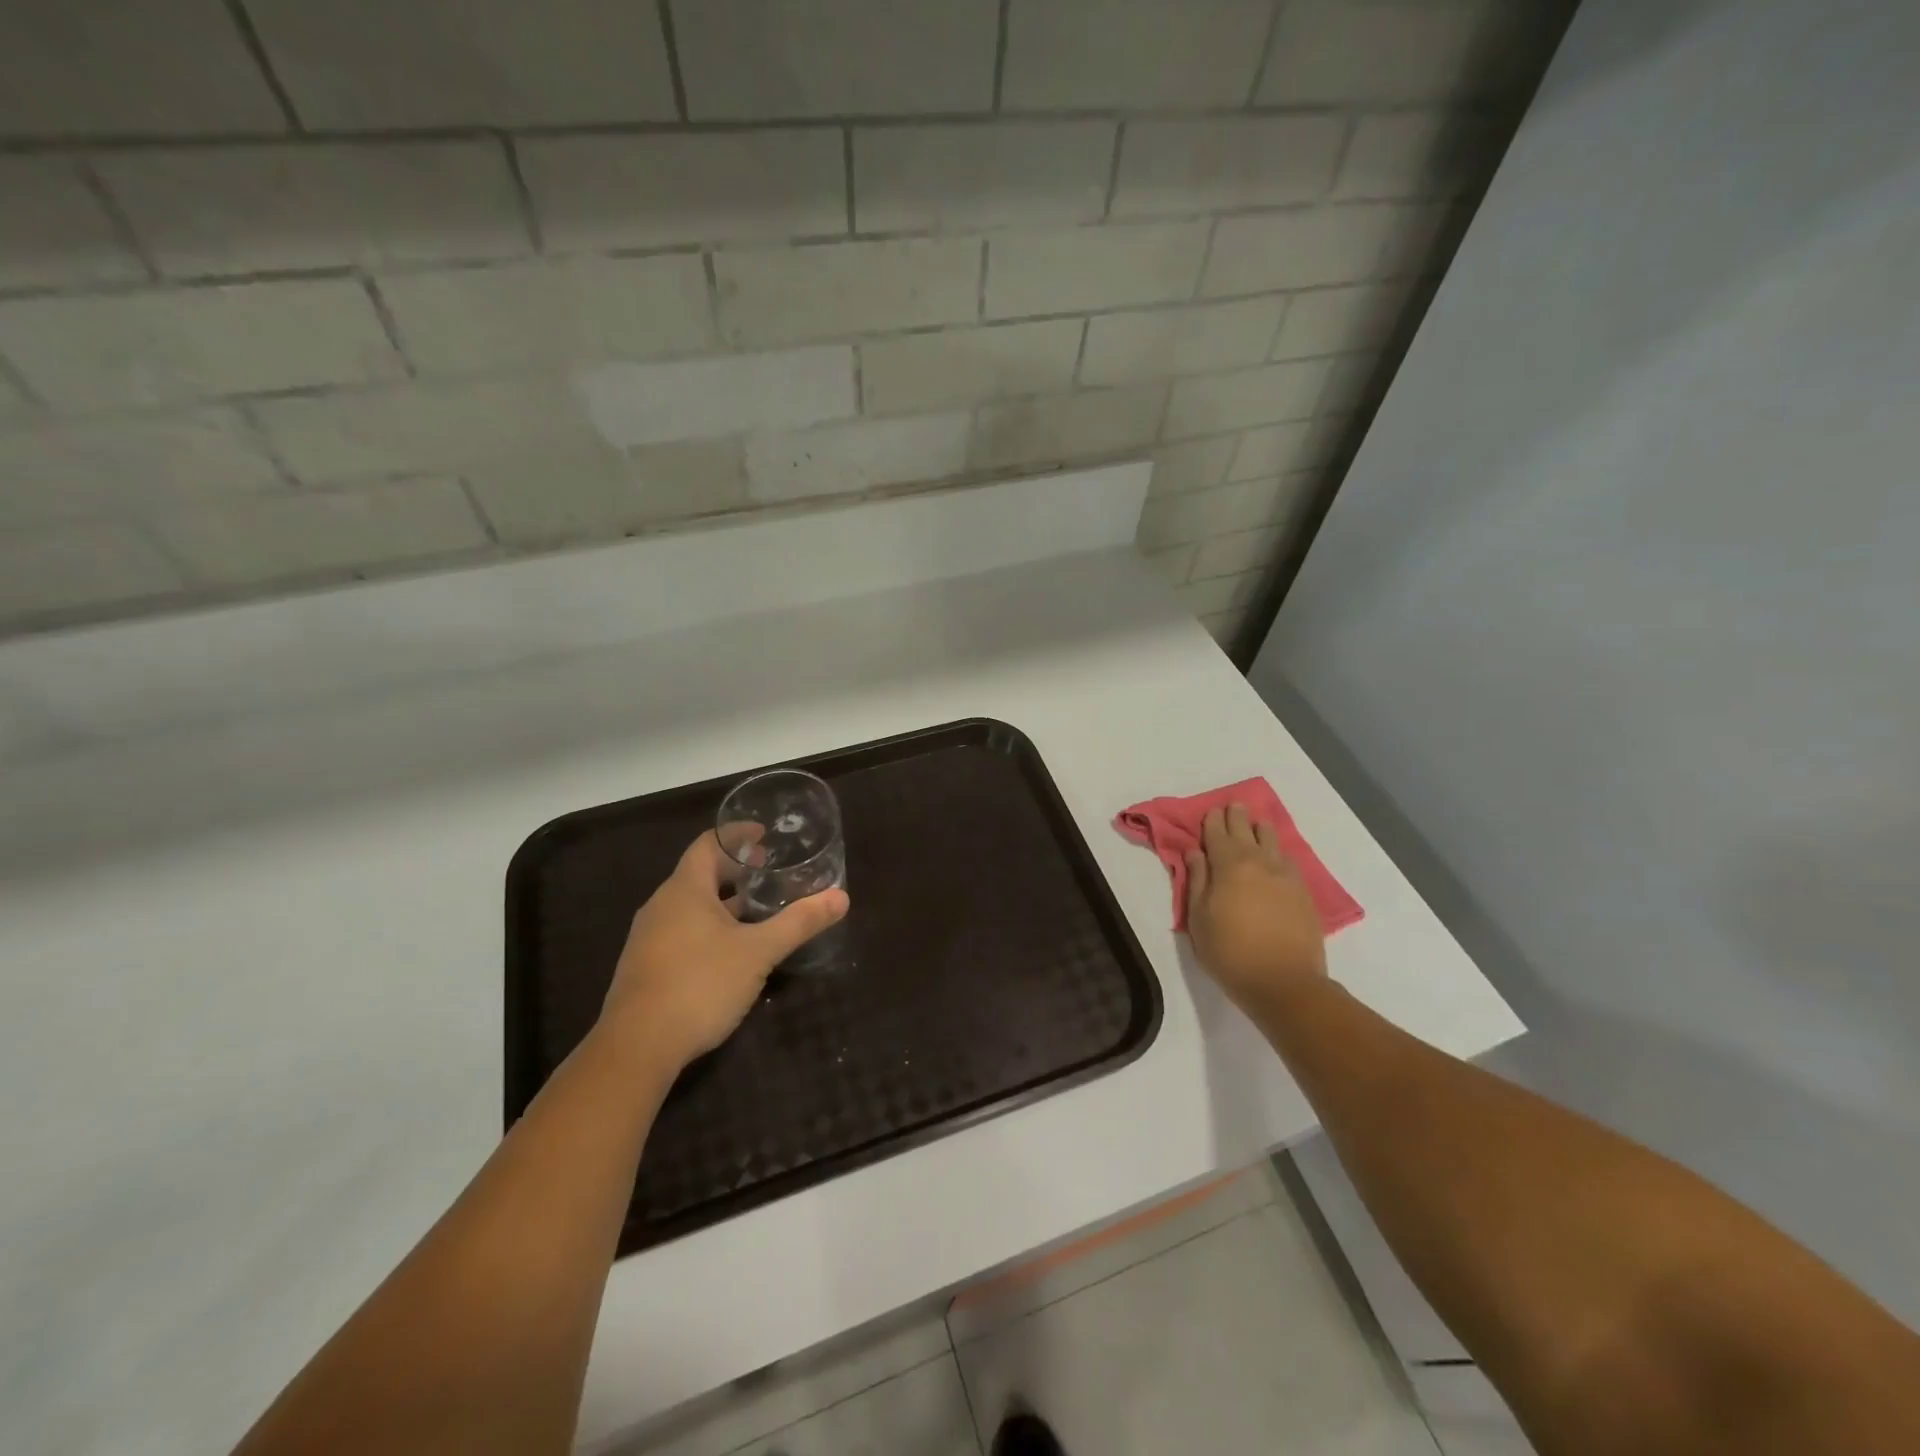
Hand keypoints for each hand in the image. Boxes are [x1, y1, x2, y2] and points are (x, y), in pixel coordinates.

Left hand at [599, 830, 849, 1068]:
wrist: (637, 1048)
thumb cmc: (700, 984)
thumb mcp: (759, 952)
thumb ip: (799, 923)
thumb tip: (842, 897)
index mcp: (685, 890)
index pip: (708, 844)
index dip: (736, 835)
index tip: (763, 834)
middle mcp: (661, 906)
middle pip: (699, 874)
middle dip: (734, 870)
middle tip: (767, 872)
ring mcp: (649, 938)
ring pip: (690, 906)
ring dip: (722, 902)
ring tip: (755, 910)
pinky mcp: (645, 967)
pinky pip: (681, 932)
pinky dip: (708, 927)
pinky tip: (729, 951)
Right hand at [1185, 803, 1327, 1017]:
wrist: (1284, 982)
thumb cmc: (1230, 952)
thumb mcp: (1199, 918)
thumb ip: (1197, 880)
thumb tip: (1195, 852)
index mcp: (1228, 865)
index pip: (1217, 833)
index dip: (1212, 821)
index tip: (1210, 811)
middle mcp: (1258, 861)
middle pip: (1246, 830)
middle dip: (1237, 816)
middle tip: (1233, 807)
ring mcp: (1285, 875)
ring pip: (1272, 840)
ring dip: (1260, 829)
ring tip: (1256, 825)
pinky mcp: (1303, 892)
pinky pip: (1288, 860)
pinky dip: (1278, 852)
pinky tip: (1276, 856)